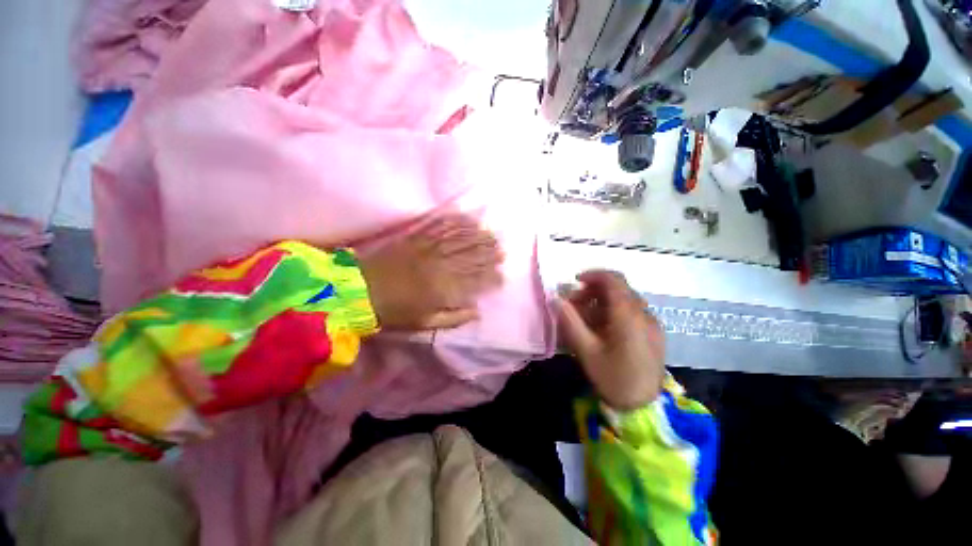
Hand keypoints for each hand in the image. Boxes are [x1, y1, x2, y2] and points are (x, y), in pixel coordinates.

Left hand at [359, 215, 503, 330]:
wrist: (359, 291)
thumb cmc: (394, 312)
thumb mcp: (425, 324)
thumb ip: (454, 318)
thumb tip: (477, 312)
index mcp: (443, 288)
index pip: (476, 280)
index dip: (491, 278)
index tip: (501, 278)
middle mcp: (440, 264)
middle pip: (471, 256)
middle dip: (490, 253)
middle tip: (503, 250)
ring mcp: (428, 248)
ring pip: (460, 239)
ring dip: (478, 236)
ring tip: (492, 234)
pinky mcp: (416, 238)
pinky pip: (440, 227)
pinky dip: (455, 222)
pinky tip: (467, 219)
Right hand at [556, 270, 664, 410]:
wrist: (644, 407)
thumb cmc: (613, 378)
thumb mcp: (586, 350)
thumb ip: (570, 321)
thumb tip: (556, 299)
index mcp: (628, 316)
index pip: (613, 280)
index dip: (593, 275)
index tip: (575, 281)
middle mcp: (644, 314)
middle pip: (619, 289)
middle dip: (594, 290)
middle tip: (575, 303)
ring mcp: (652, 324)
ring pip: (626, 300)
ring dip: (603, 301)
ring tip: (586, 317)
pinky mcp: (654, 333)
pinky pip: (633, 312)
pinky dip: (615, 311)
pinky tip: (603, 329)